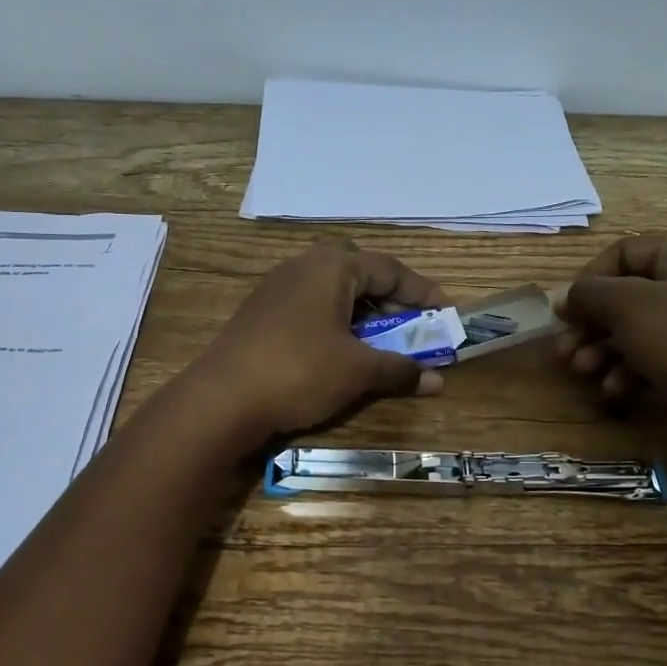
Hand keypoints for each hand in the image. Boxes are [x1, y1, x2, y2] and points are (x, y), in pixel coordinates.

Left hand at [181, 241, 446, 446]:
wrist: (221, 399)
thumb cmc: (299, 372)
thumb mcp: (358, 371)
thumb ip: (400, 369)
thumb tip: (437, 380)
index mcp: (332, 266)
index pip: (389, 268)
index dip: (421, 291)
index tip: (445, 312)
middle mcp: (303, 266)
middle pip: (359, 272)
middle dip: (389, 296)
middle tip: (409, 323)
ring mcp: (276, 287)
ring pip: (332, 290)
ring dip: (361, 311)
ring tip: (378, 339)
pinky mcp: (260, 312)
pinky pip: (310, 306)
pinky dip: (334, 321)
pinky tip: (338, 349)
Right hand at [556, 236, 666, 439]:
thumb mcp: (628, 306)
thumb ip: (589, 293)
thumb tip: (566, 297)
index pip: (626, 252)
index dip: (591, 276)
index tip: (569, 307)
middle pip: (625, 297)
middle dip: (590, 323)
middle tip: (564, 348)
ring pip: (634, 332)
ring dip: (601, 351)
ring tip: (583, 371)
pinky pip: (651, 361)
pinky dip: (627, 373)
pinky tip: (615, 391)